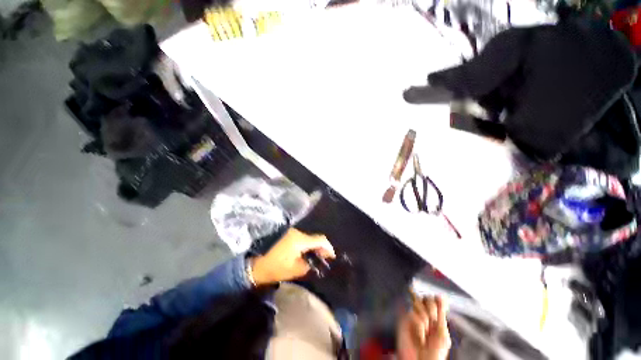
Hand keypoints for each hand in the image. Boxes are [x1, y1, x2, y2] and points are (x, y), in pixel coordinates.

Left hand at [250, 228, 334, 285]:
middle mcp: (297, 232)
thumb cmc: (276, 268)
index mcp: (299, 240)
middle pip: (314, 238)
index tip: (332, 256)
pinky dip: (306, 245)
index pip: (319, 239)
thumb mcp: (295, 270)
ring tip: (316, 257)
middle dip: (321, 247)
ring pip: (307, 238)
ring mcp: (291, 232)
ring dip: (313, 246)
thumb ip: (309, 265)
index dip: (328, 247)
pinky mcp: (287, 235)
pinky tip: (306, 253)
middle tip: (325, 258)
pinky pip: (301, 239)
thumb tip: (317, 262)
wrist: (256, 265)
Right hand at [397, 295, 450, 359]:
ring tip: (426, 331)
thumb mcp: (442, 334)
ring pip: (418, 304)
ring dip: (425, 319)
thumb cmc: (434, 353)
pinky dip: (419, 326)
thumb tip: (441, 296)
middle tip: (433, 320)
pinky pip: (413, 314)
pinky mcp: (404, 319)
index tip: (439, 306)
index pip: (433, 300)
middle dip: (431, 308)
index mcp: (434, 318)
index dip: (436, 301)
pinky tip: (420, 335)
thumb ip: (441, 314)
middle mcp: (423, 315)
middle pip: (425, 298)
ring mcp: (413, 316)